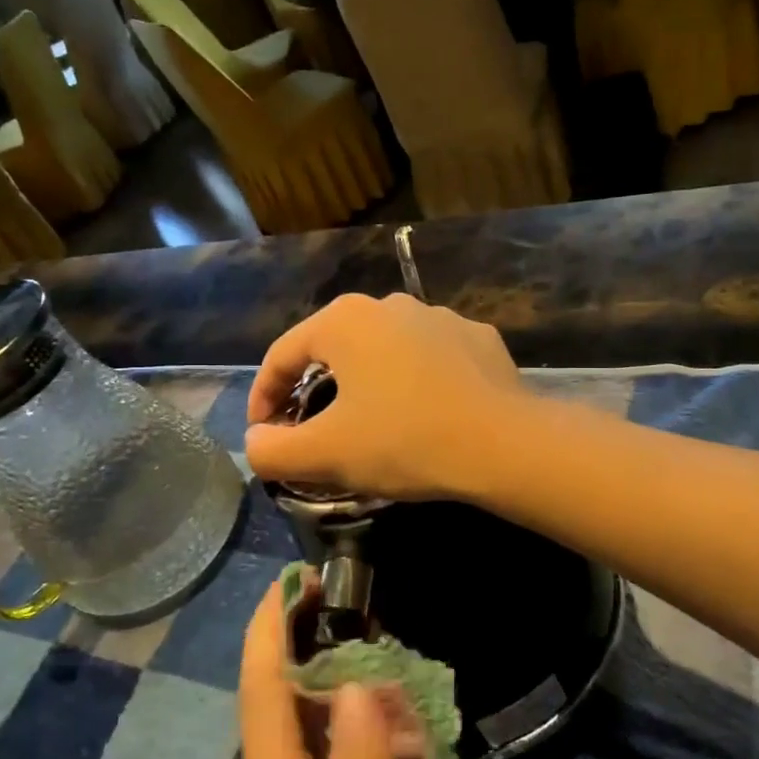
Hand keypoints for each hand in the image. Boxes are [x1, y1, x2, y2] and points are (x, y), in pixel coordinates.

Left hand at [239, 585, 429, 758]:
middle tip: (376, 619)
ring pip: (328, 740)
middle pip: (293, 706)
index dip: (271, 628)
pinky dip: (380, 754)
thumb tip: (352, 679)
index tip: (295, 575)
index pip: (261, 691)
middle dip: (326, 654)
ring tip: (407, 684)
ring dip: (360, 705)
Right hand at [245, 293, 525, 498]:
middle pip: (334, 349)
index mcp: (344, 320)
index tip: (264, 435)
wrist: (502, 444)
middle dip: (315, 390)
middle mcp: (390, 304)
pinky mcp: (479, 338)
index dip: (263, 397)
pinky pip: (431, 359)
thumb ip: (273, 450)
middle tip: (313, 430)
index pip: (282, 355)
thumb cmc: (403, 440)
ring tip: (372, 423)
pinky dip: (417, 382)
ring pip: (386, 351)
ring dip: (369, 383)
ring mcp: (441, 316)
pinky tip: (426, 413)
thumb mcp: (325, 454)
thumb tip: (256, 443)